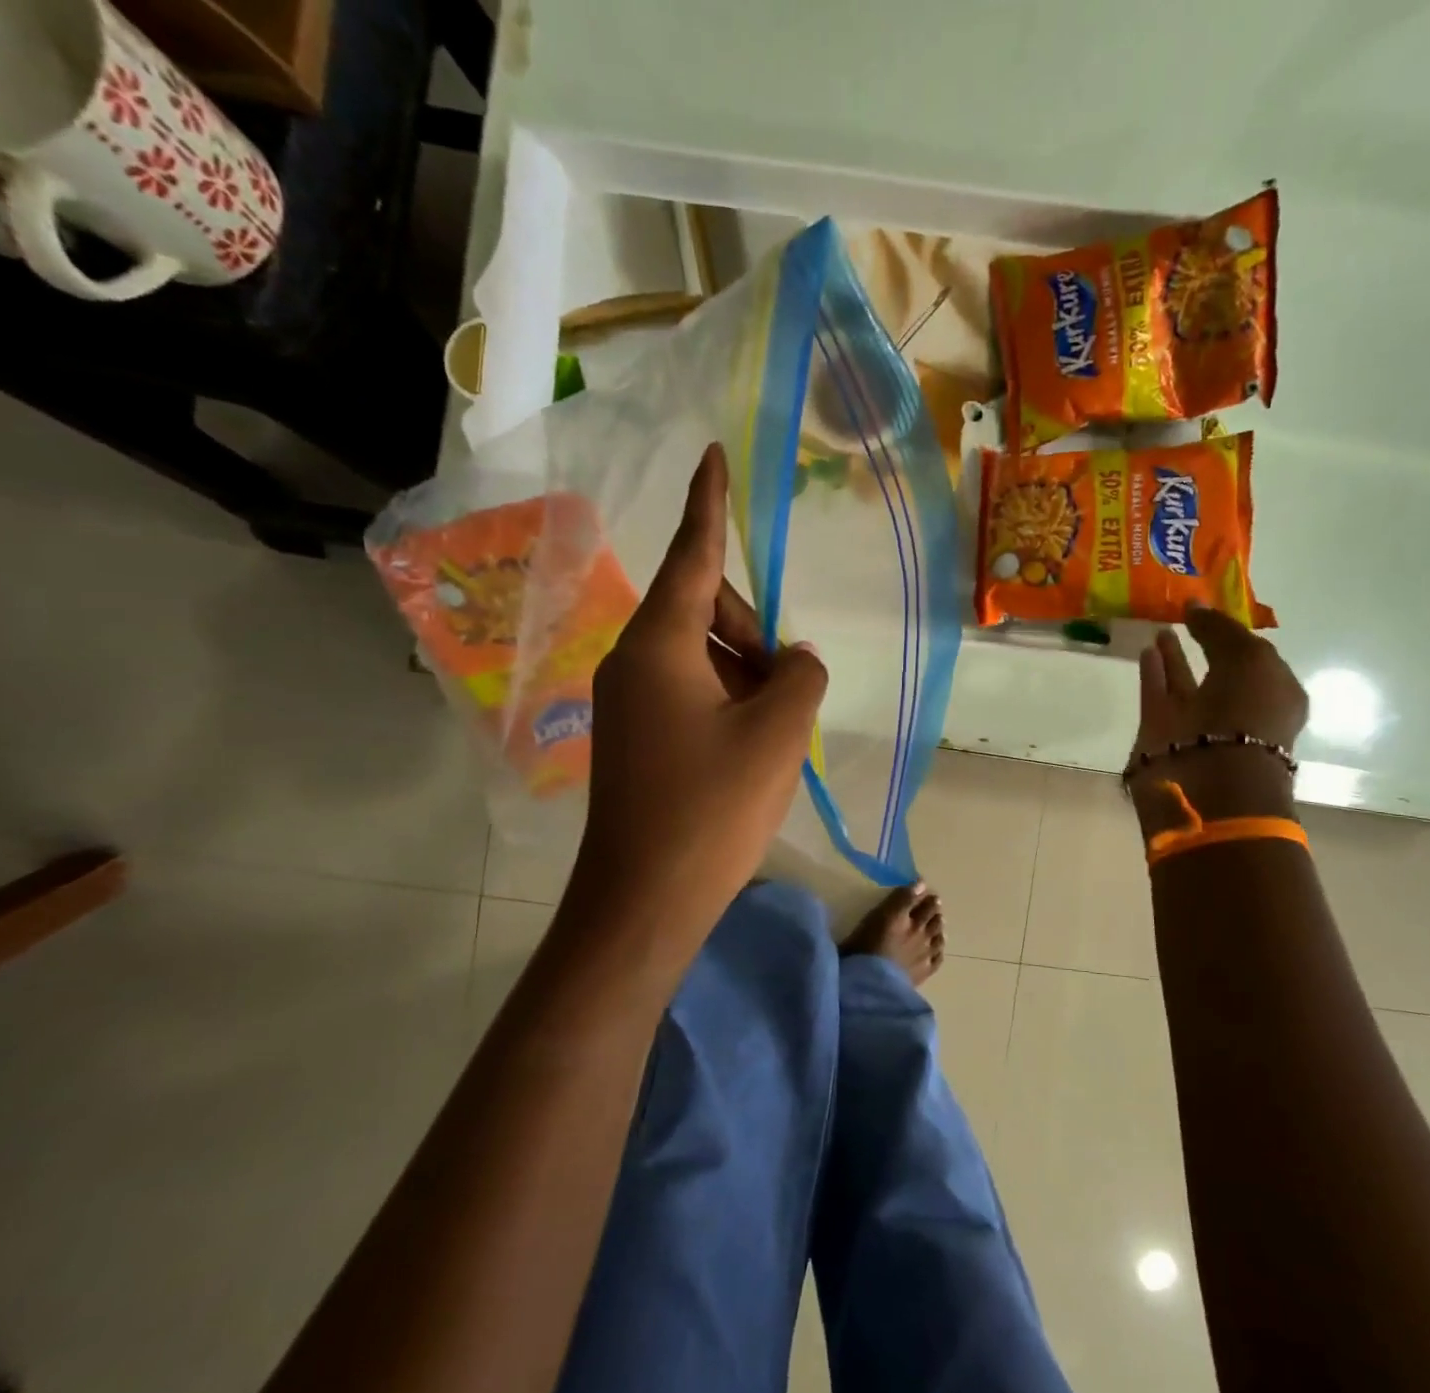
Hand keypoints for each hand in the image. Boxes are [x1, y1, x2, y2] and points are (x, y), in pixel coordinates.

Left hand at [565, 443, 826, 978]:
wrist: (643, 900)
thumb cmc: (711, 809)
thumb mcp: (777, 733)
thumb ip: (800, 675)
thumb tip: (796, 659)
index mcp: (660, 644)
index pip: (693, 556)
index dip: (709, 504)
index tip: (712, 455)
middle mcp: (634, 661)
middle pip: (705, 611)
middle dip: (755, 633)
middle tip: (791, 685)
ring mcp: (629, 702)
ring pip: (701, 657)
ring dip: (747, 676)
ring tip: (776, 729)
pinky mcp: (635, 737)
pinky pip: (689, 693)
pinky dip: (728, 702)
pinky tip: (751, 747)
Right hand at [1130, 606, 1307, 831]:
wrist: (1211, 777)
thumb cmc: (1246, 714)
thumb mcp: (1249, 660)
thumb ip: (1222, 630)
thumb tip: (1196, 606)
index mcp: (1273, 694)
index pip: (1255, 656)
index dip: (1235, 633)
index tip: (1215, 610)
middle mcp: (1237, 709)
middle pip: (1219, 670)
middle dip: (1205, 644)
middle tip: (1186, 618)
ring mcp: (1198, 722)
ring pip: (1185, 683)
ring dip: (1175, 658)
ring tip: (1161, 630)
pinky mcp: (1163, 732)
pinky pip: (1158, 694)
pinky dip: (1153, 674)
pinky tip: (1147, 650)